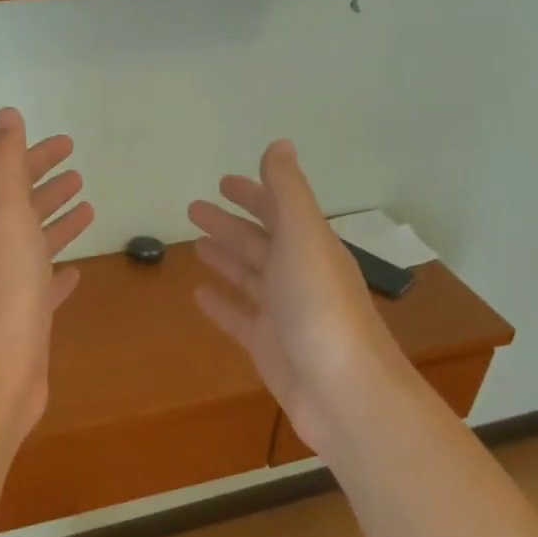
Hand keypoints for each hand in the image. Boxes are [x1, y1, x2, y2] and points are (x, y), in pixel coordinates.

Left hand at [0, 108, 93, 447]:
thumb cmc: (5, 290)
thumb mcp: (4, 215)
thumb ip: (4, 164)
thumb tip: (5, 114)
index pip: (14, 180)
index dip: (37, 157)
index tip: (67, 144)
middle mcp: (0, 254)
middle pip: (25, 211)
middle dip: (49, 188)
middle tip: (78, 173)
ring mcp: (14, 290)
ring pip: (38, 247)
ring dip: (58, 224)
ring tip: (87, 209)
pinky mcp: (31, 323)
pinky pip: (48, 289)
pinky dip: (61, 275)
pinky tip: (75, 273)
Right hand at [188, 141, 408, 459]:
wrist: (344, 392)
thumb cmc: (321, 308)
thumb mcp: (304, 238)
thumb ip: (288, 192)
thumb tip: (278, 144)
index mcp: (310, 246)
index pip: (278, 210)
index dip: (253, 193)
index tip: (223, 181)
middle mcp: (298, 275)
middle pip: (259, 242)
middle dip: (229, 224)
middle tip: (193, 209)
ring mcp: (284, 313)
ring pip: (249, 277)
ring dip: (225, 258)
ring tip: (195, 245)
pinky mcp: (269, 347)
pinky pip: (240, 318)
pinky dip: (221, 304)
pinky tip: (198, 295)